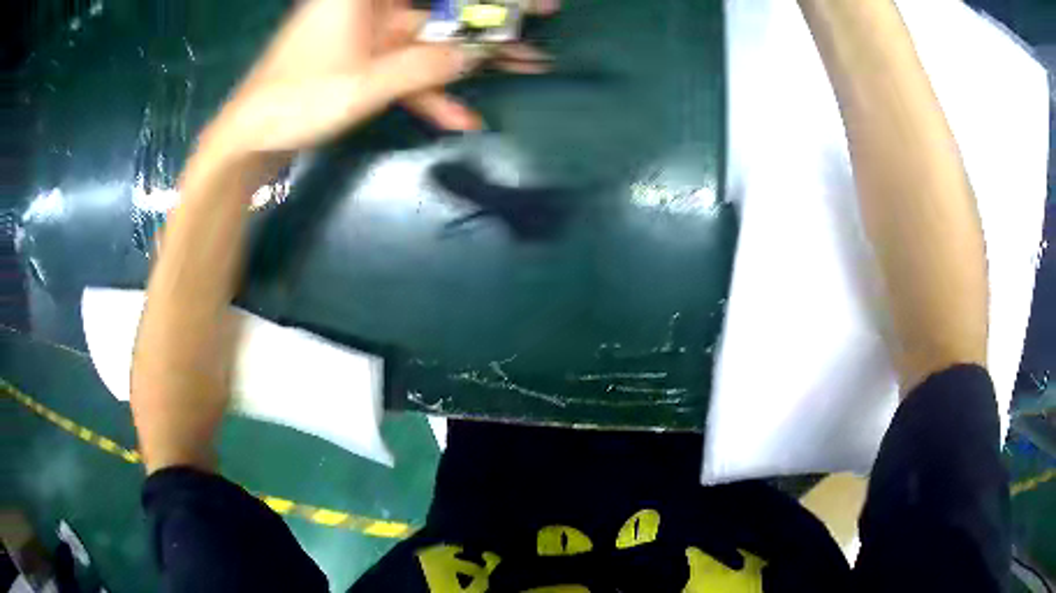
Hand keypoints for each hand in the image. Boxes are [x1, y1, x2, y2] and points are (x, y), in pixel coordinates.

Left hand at [197, 0, 556, 174]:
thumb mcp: (366, 84)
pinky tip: (462, 118)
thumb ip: (425, 67)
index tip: (525, 0)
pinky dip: (431, 90)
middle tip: (539, 17)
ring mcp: (368, 33)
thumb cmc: (297, 101)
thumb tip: (473, 56)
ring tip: (527, 65)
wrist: (249, 139)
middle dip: (488, 15)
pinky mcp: (364, 60)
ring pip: (430, 36)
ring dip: (471, 56)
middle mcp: (369, 4)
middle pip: (438, 4)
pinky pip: (407, 68)